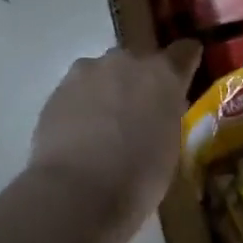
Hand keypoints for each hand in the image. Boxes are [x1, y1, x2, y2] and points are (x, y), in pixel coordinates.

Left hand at [29, 41, 201, 232]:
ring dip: (108, 90)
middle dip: (140, 80)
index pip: (185, 50)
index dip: (185, 61)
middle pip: (139, 61)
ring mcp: (89, 71)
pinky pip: (78, 90)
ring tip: (103, 125)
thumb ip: (167, 116)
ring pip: (104, 72)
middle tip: (138, 113)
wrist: (77, 192)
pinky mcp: (57, 89)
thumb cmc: (139, 177)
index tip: (184, 76)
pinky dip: (82, 105)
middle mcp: (128, 61)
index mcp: (165, 74)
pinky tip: (79, 134)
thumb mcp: (171, 145)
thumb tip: (160, 112)